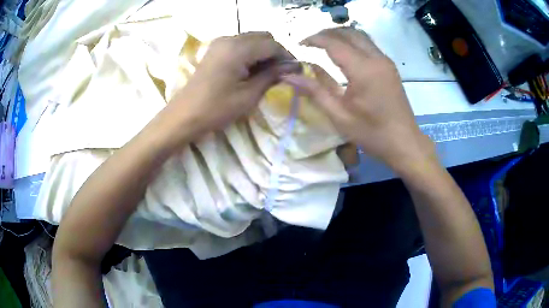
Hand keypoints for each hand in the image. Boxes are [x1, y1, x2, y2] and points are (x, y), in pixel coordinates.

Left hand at [164, 32, 297, 141]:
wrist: (184, 116)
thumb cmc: (216, 109)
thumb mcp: (249, 95)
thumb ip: (272, 76)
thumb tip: (293, 66)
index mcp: (238, 48)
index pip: (273, 44)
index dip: (287, 56)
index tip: (295, 71)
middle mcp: (229, 39)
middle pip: (263, 36)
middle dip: (276, 52)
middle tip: (281, 72)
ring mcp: (220, 42)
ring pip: (252, 38)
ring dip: (264, 52)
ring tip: (267, 73)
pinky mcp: (215, 49)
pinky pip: (240, 44)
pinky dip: (251, 52)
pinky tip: (251, 69)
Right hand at [282, 28, 435, 173]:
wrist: (404, 143)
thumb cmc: (372, 133)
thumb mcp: (339, 115)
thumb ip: (314, 91)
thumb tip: (288, 76)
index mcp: (363, 70)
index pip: (334, 43)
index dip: (314, 39)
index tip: (298, 45)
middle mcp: (376, 59)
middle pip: (348, 33)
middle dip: (327, 33)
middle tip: (309, 42)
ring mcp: (385, 61)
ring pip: (360, 36)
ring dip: (341, 35)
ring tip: (323, 45)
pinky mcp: (389, 67)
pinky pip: (368, 44)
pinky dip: (353, 42)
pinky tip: (343, 54)